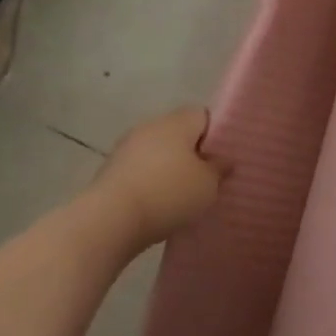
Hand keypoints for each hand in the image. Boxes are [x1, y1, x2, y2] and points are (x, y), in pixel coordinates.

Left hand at [94, 107, 223, 243]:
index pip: (203, 115)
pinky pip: (141, 169)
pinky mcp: (111, 169)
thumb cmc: (169, 194)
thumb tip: (222, 159)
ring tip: (184, 194)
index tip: (224, 157)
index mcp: (177, 122)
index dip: (217, 133)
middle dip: (193, 152)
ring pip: (158, 151)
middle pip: (179, 133)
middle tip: (208, 177)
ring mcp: (127, 146)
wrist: (111, 219)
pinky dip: (152, 181)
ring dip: (170, 167)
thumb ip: (219, 168)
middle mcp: (151, 126)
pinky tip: (159, 202)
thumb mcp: (208, 185)